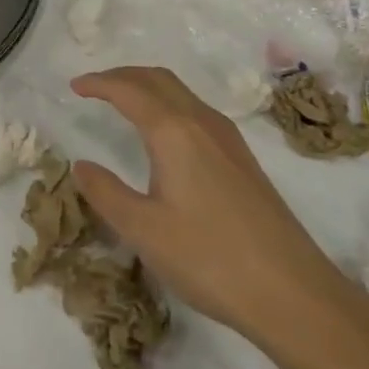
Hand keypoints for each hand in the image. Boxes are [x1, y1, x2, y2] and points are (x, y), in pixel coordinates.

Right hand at [69, 67, 350, 347]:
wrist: (293, 293)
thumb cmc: (210, 258)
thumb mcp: (143, 230)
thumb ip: (106, 193)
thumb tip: (81, 166)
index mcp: (174, 132)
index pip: (129, 90)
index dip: (99, 83)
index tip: (74, 86)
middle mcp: (203, 123)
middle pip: (159, 79)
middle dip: (123, 75)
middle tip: (94, 87)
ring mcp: (228, 140)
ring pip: (182, 93)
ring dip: (148, 87)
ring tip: (122, 102)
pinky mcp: (243, 160)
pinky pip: (197, 111)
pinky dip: (169, 105)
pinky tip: (164, 133)